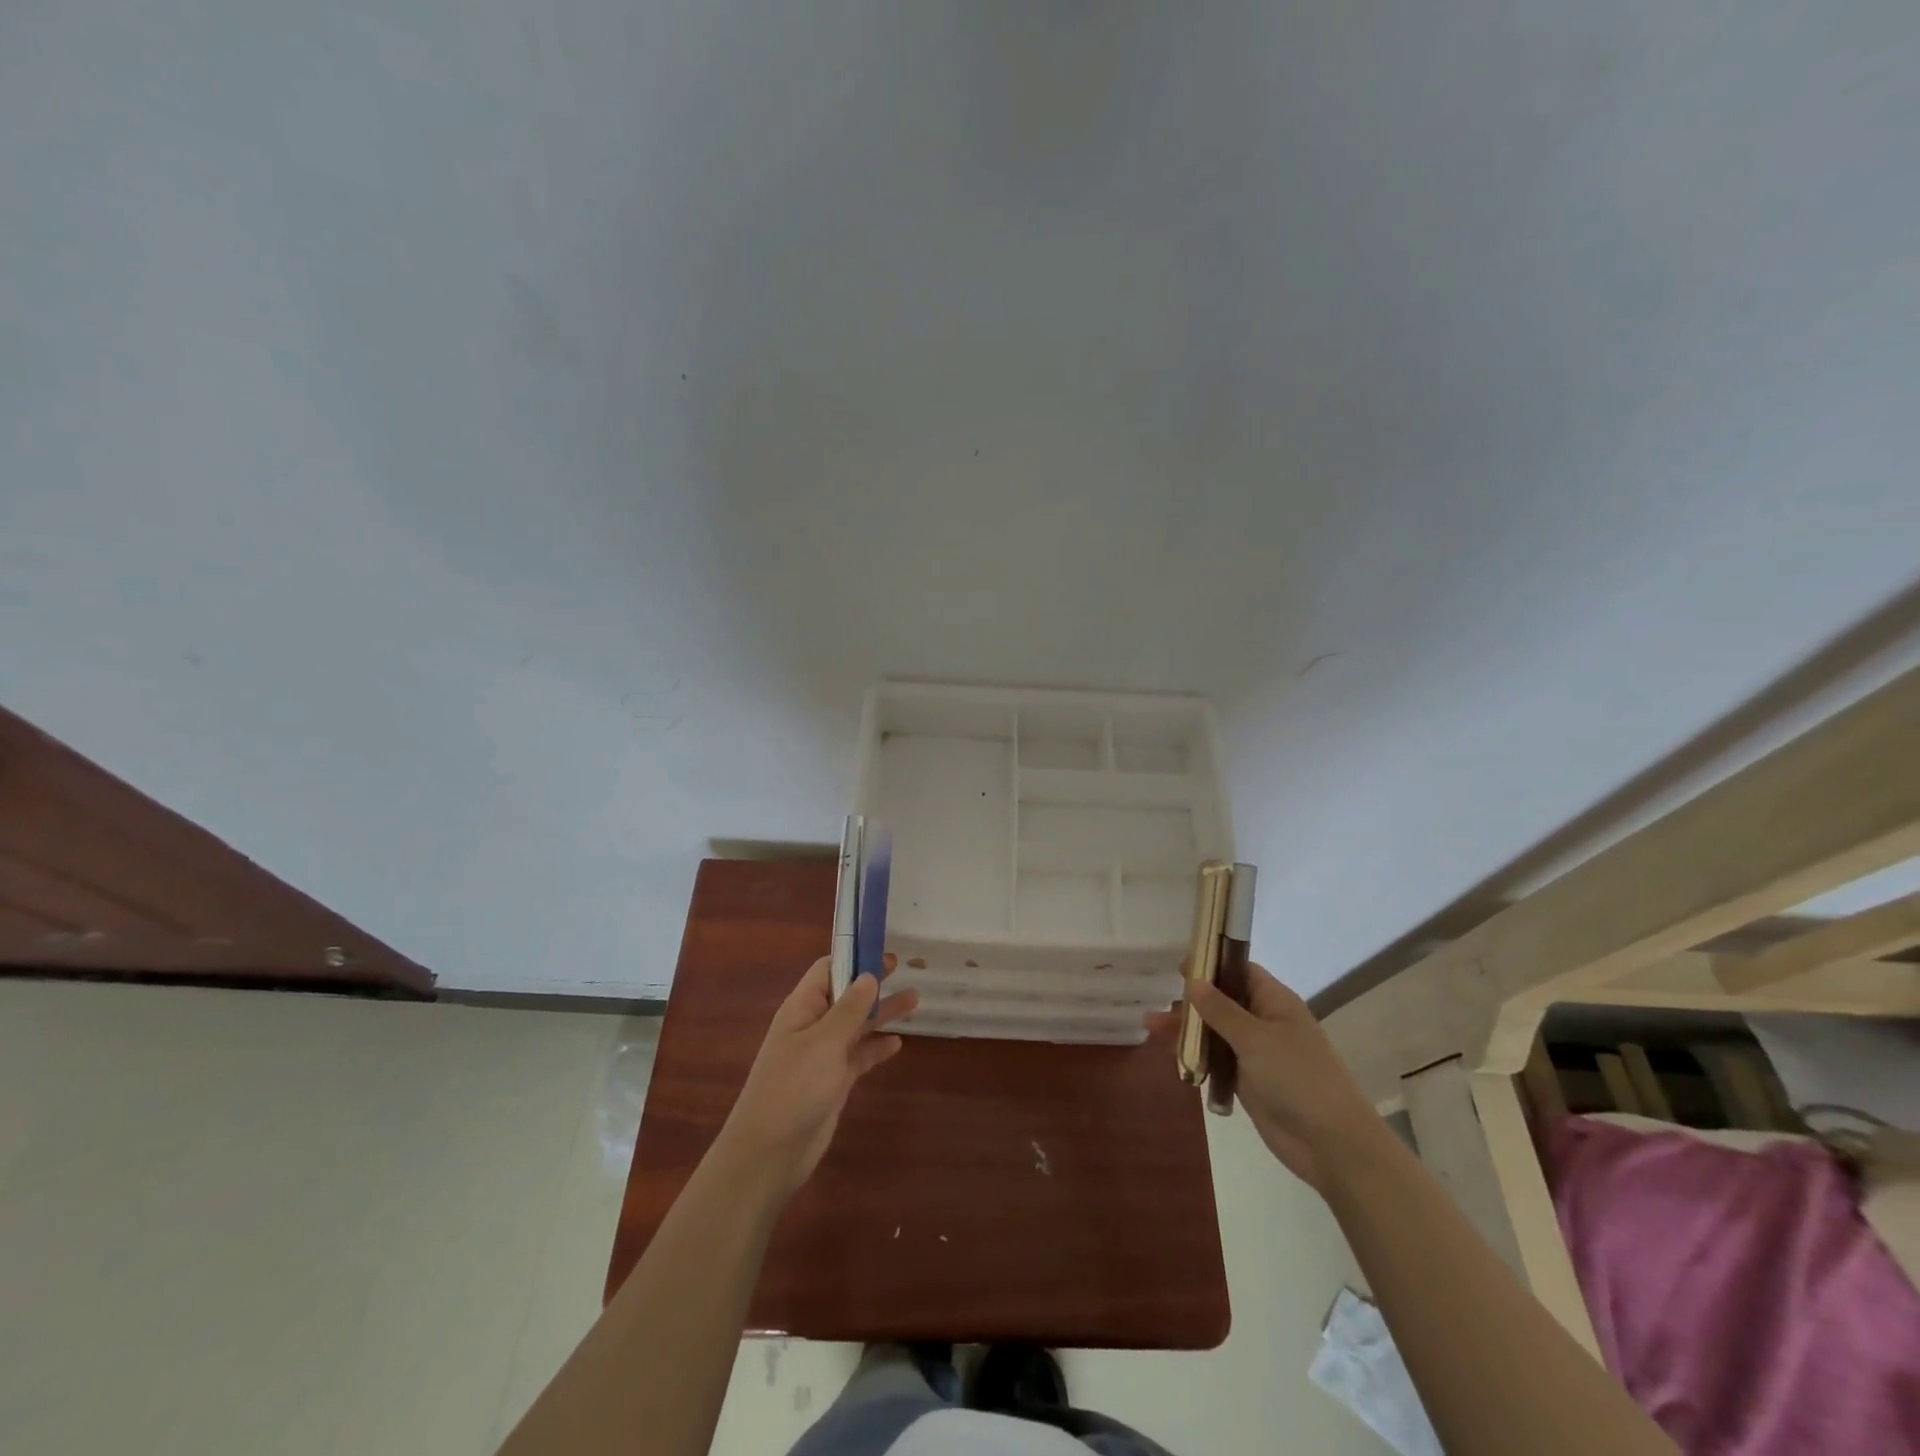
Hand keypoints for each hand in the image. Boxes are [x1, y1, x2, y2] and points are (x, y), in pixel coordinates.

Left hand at [714, 955, 917, 1200]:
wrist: (770, 1153)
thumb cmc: (793, 1087)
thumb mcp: (824, 1042)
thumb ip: (849, 1009)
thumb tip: (869, 975)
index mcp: (802, 1008)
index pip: (827, 969)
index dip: (852, 957)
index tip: (882, 948)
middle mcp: (812, 1026)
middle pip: (846, 995)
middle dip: (872, 982)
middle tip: (903, 967)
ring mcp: (822, 1055)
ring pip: (856, 1025)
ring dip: (882, 1013)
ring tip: (914, 1001)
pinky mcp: (833, 1082)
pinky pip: (859, 1056)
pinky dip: (876, 1048)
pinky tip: (897, 1044)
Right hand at [1154, 962, 1385, 1194]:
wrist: (1331, 1144)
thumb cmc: (1297, 1078)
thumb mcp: (1256, 1038)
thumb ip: (1221, 1010)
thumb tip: (1194, 980)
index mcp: (1275, 1002)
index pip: (1240, 970)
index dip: (1212, 964)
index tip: (1179, 967)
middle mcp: (1265, 1022)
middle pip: (1223, 1000)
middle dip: (1192, 1000)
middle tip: (1159, 1002)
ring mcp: (1256, 1053)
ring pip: (1216, 1032)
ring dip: (1188, 1029)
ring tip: (1151, 1028)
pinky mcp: (1248, 1081)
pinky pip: (1217, 1060)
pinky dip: (1197, 1057)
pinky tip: (1173, 1057)